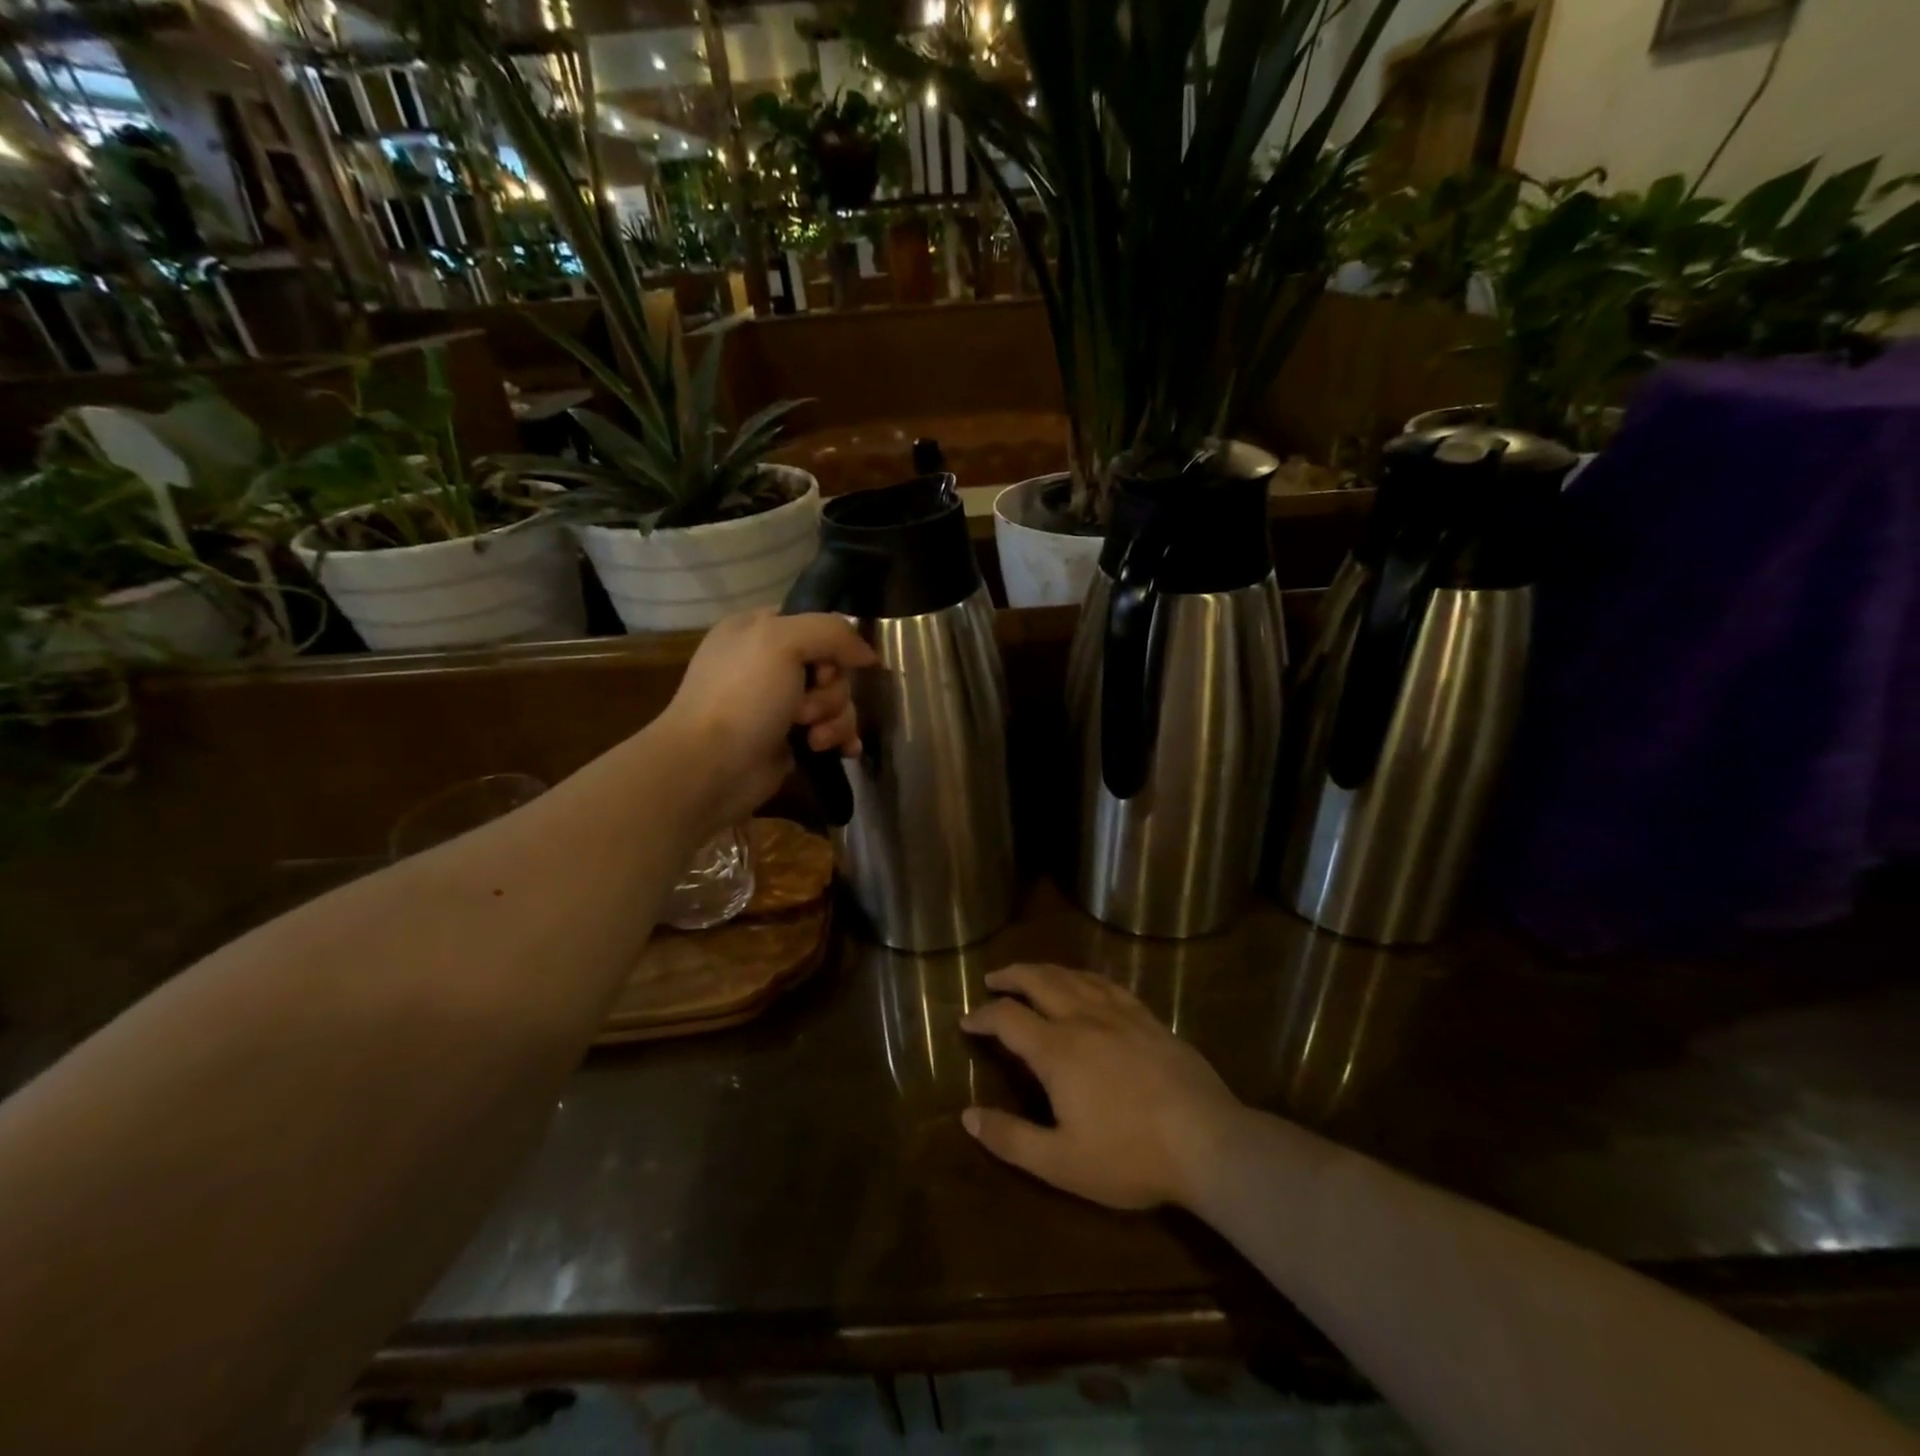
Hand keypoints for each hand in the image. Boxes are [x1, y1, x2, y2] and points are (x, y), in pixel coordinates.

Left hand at [655, 610, 877, 832]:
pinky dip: (840, 738)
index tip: (828, 664)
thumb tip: (868, 654)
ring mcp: (780, 704)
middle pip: (832, 665)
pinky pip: (833, 729)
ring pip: (836, 699)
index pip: (815, 622)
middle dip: (831, 689)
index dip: (832, 643)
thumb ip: (832, 632)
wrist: (711, 767)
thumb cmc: (742, 696)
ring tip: (813, 737)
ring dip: (835, 718)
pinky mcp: (791, 739)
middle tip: (806, 708)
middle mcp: (769, 663)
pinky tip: (844, 751)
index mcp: (757, 629)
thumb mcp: (782, 641)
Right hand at [960, 964, 1245, 1210]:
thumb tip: (968, 1116)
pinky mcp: (1148, 1018)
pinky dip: (1084, 977)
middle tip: (993, 979)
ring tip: (1031, 974)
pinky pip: (1108, 984)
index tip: (966, 1021)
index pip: (1007, 1017)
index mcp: (1057, 1049)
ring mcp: (1120, 1014)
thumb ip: (1011, 1138)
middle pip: (1039, 981)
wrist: (1208, 1142)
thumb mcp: (1061, 1162)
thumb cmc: (1129, 1156)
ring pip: (1073, 976)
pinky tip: (1086, 983)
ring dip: (1045, 970)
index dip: (982, 1015)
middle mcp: (1083, 1019)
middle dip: (1011, 976)